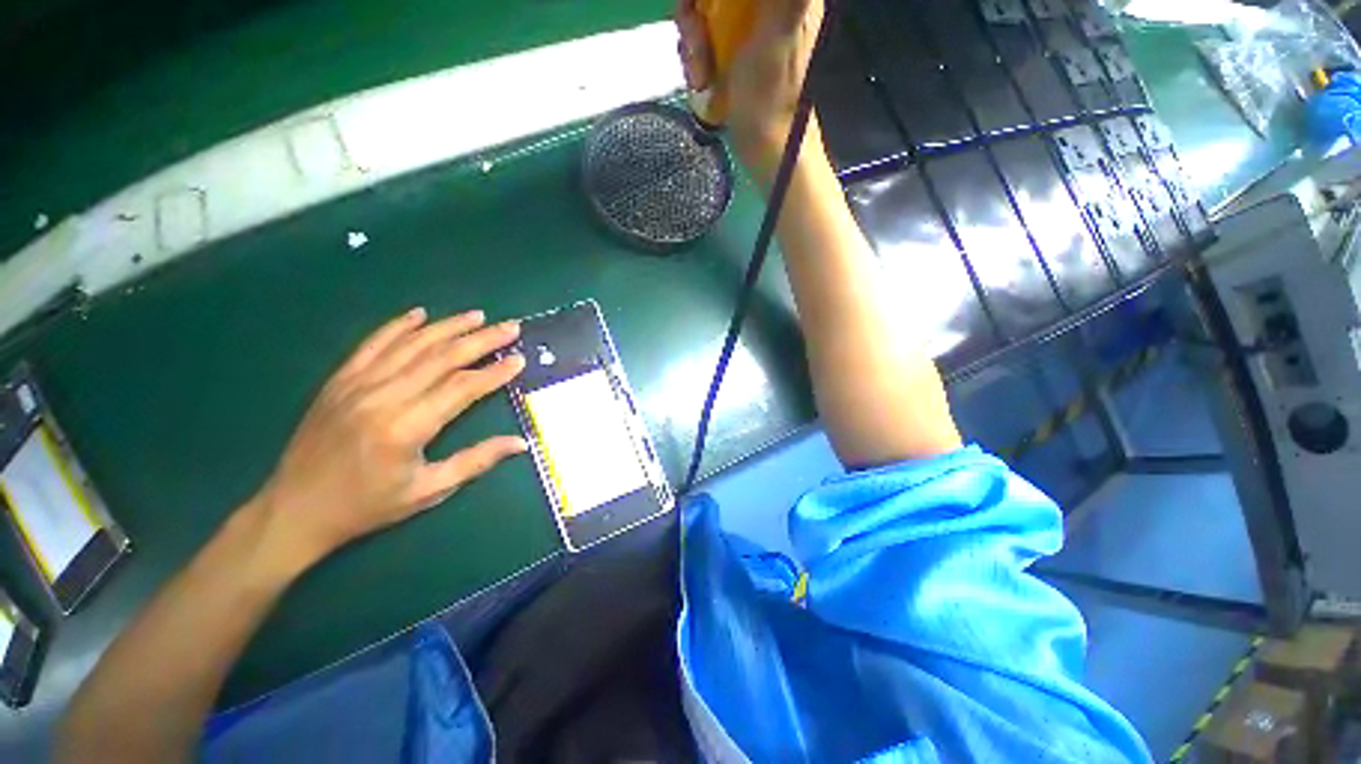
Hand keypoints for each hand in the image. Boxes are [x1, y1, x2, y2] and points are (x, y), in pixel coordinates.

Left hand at [252, 308, 526, 570]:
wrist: (295, 510)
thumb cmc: (367, 506)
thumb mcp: (428, 491)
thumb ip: (476, 461)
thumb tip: (520, 443)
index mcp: (407, 427)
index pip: (462, 388)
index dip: (495, 372)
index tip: (519, 359)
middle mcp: (383, 396)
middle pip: (442, 357)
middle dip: (481, 340)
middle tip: (510, 327)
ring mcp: (357, 384)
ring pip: (411, 344)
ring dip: (448, 326)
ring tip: (477, 316)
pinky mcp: (339, 380)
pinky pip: (372, 344)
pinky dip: (398, 326)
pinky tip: (419, 314)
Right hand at [675, 0, 824, 181]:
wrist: (765, 149)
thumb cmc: (772, 97)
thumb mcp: (777, 31)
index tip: (699, 10)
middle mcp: (762, 5)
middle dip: (695, 14)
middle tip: (697, 43)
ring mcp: (744, 29)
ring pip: (702, 11)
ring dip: (692, 41)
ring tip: (700, 73)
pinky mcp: (731, 53)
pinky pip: (700, 37)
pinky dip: (694, 58)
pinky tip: (700, 80)